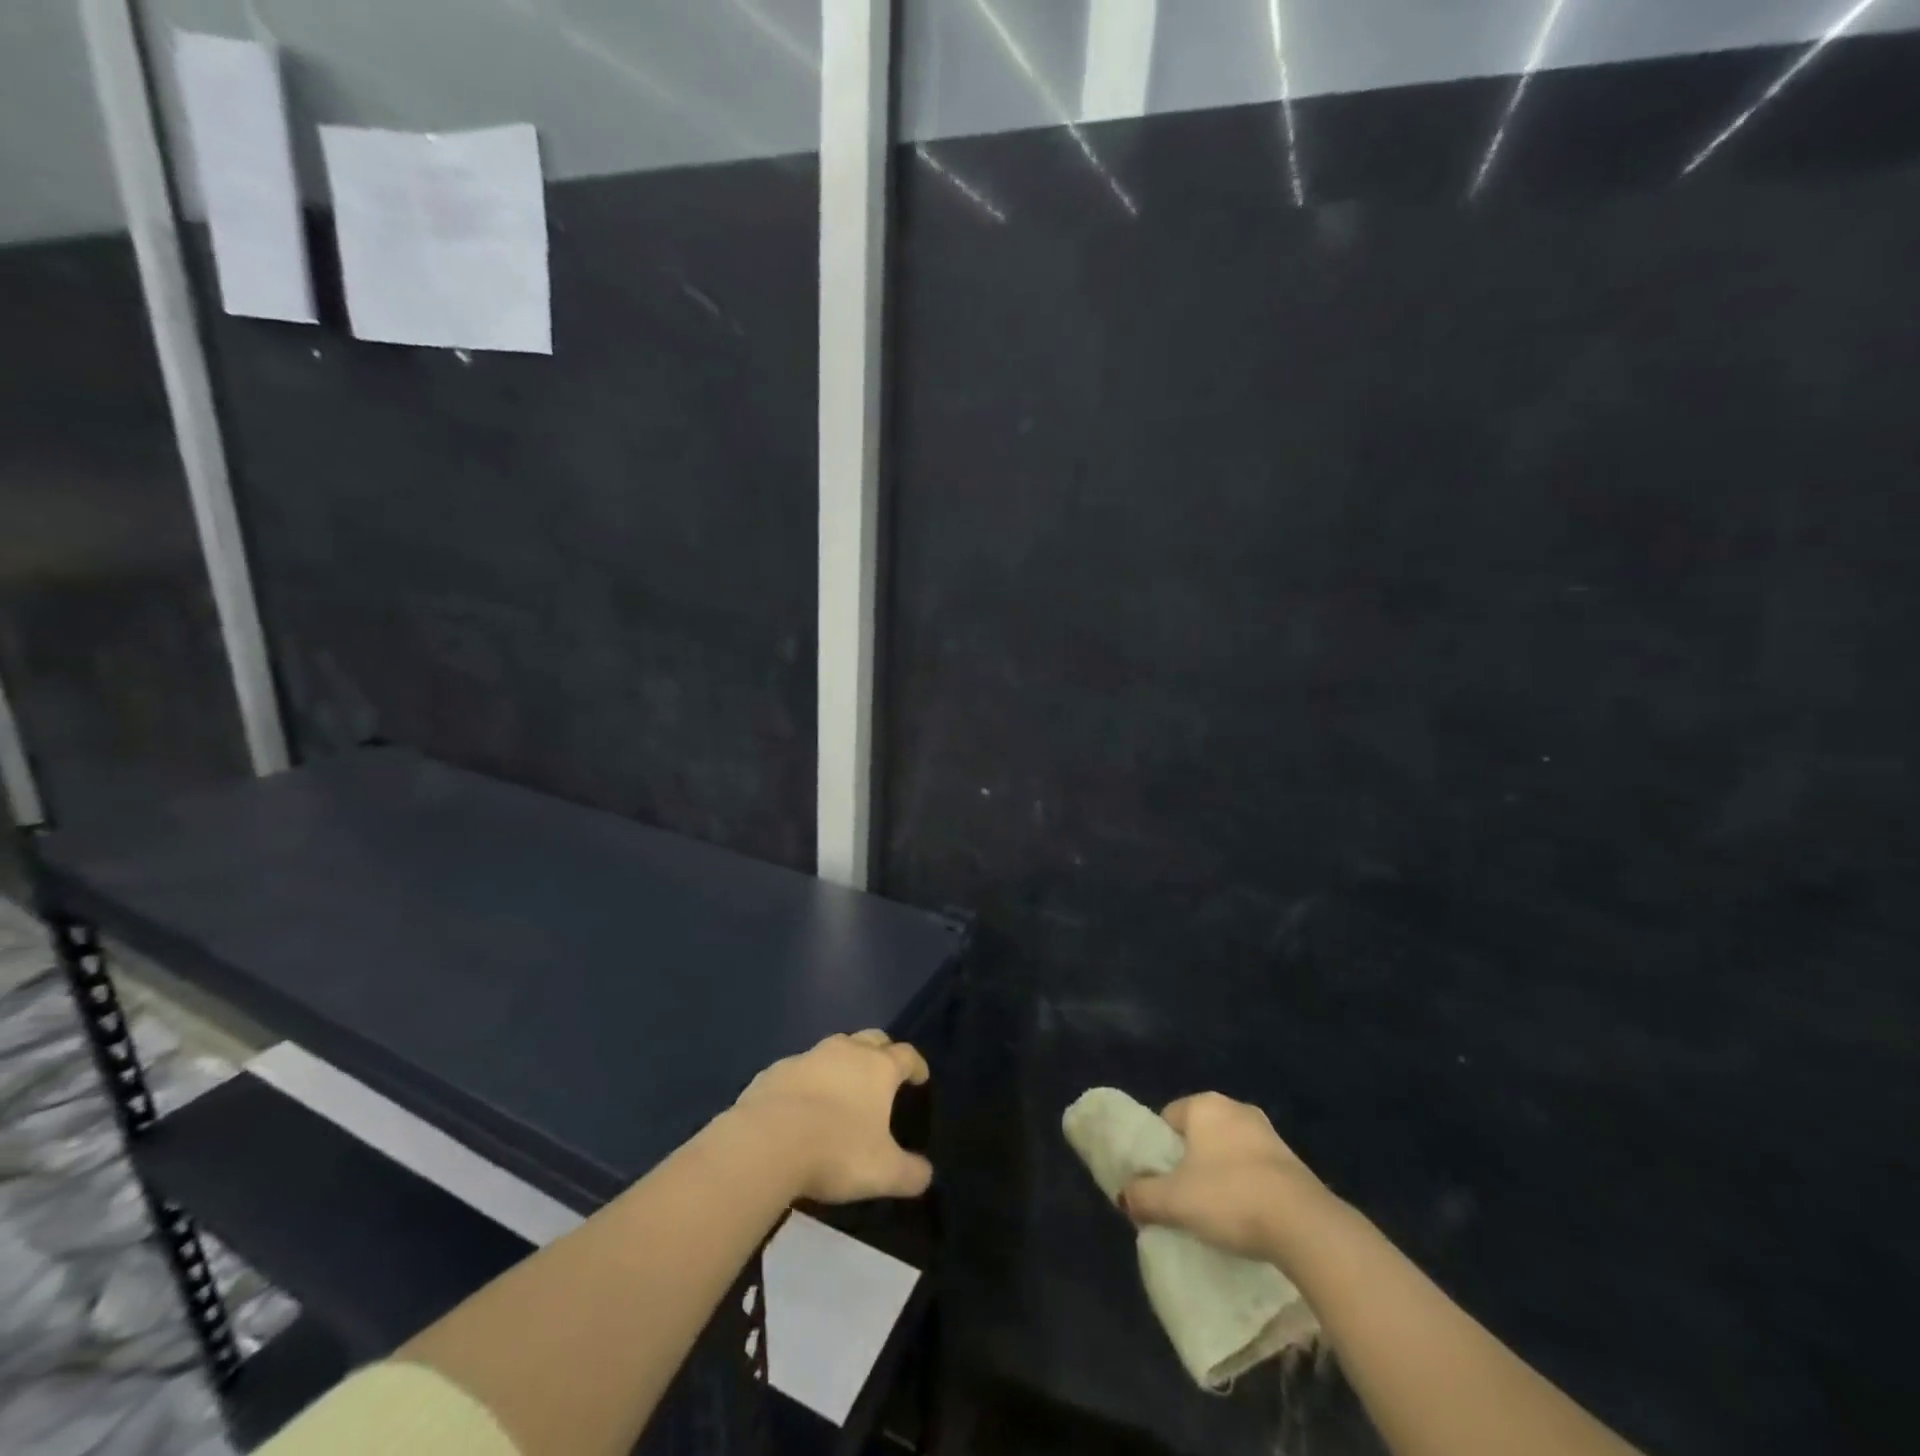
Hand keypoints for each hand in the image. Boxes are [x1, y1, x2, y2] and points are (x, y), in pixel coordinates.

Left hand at [731, 1030, 932, 1203]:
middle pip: (872, 1038)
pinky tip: (801, 1106)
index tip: (920, 1078)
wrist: (765, 1143)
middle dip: (882, 1051)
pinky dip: (807, 1081)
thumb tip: (926, 1174)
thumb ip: (910, 1173)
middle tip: (884, 1074)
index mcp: (878, 1067)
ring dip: (842, 1063)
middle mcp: (845, 1051)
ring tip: (842, 1089)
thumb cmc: (836, 1151)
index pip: (907, 1055)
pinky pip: (798, 1070)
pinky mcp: (774, 1071)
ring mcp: (807, 1057)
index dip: (917, 1065)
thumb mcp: (884, 1172)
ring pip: (833, 1049)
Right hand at [1121, 1092, 1334, 1259]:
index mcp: (1204, 1105)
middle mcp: (1236, 1108)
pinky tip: (1246, 1216)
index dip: (1159, 1149)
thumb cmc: (1229, 1197)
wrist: (1304, 1225)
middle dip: (1189, 1161)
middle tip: (1182, 1197)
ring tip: (1214, 1212)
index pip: (1168, 1117)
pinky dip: (1246, 1186)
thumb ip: (1142, 1195)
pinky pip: (1255, 1169)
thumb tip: (1124, 1195)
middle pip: (1198, 1133)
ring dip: (1219, 1174)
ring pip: (1228, 1150)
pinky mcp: (1293, 1162)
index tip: (1159, 1180)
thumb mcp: (1174, 1201)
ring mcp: (1268, 1133)